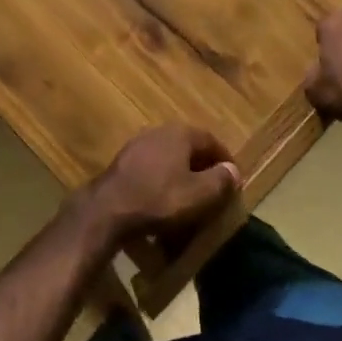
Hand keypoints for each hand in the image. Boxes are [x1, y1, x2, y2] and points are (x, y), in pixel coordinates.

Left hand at [79, 125, 241, 245]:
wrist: (108, 209)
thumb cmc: (160, 199)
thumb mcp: (200, 195)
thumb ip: (221, 181)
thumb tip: (233, 171)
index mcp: (180, 133)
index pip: (211, 140)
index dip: (225, 160)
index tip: (233, 179)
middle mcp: (158, 131)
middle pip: (189, 146)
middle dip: (203, 165)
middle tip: (214, 187)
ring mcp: (137, 144)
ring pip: (169, 156)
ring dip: (182, 172)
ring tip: (190, 194)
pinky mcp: (123, 162)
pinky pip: (152, 167)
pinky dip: (163, 179)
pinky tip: (164, 198)